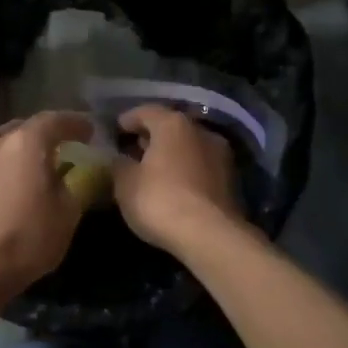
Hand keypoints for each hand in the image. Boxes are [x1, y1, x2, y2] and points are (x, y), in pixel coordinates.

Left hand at [0, 111, 93, 296]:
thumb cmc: (27, 239)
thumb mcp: (67, 214)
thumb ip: (77, 185)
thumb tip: (79, 173)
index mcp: (26, 143)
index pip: (55, 120)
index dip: (75, 123)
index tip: (89, 131)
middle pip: (25, 127)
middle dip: (46, 134)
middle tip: (63, 146)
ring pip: (2, 144)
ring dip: (21, 149)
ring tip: (35, 165)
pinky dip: (4, 167)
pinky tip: (10, 185)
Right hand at [112, 105, 243, 254]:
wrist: (210, 236)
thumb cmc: (160, 200)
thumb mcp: (125, 183)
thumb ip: (119, 164)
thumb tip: (119, 158)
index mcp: (173, 124)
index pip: (146, 111)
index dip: (128, 119)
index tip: (116, 130)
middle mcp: (201, 131)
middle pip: (171, 127)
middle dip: (151, 137)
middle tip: (132, 149)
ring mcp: (221, 155)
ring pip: (188, 147)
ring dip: (171, 155)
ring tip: (152, 170)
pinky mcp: (231, 180)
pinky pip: (200, 167)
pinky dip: (185, 171)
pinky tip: (173, 186)